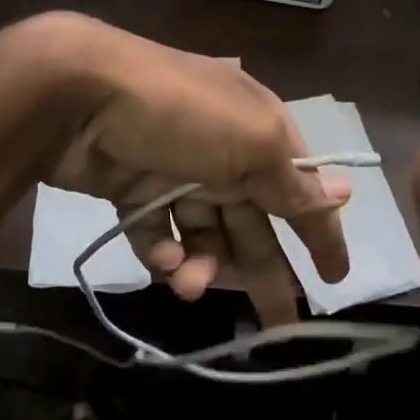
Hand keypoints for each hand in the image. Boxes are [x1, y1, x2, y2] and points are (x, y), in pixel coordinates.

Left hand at [32, 15, 350, 326]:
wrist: (78, 94)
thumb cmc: (180, 112)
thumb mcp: (251, 140)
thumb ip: (291, 179)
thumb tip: (341, 195)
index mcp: (257, 132)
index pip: (299, 188)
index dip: (320, 232)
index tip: (336, 278)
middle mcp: (220, 152)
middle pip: (252, 222)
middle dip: (265, 270)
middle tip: (278, 325)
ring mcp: (172, 172)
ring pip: (202, 234)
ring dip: (203, 264)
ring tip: (190, 285)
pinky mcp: (130, 189)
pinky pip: (156, 232)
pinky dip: (161, 251)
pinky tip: (162, 261)